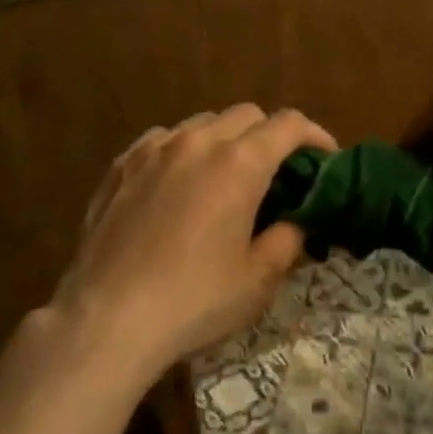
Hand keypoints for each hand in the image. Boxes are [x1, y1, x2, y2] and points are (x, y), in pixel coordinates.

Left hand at [55, 104, 337, 381]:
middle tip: (276, 172)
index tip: (325, 158)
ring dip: (225, 139)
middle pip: (246, 114)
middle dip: (270, 135)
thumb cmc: (193, 301)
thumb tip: (295, 221)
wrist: (107, 319)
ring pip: (202, 123)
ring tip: (225, 176)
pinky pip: (162, 140)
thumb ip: (287, 239)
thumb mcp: (258, 280)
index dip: (315, 135)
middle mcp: (198, 142)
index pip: (288, 124)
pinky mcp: (121, 165)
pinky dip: (183, 149)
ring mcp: (154, 149)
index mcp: (240, 163)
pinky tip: (178, 182)